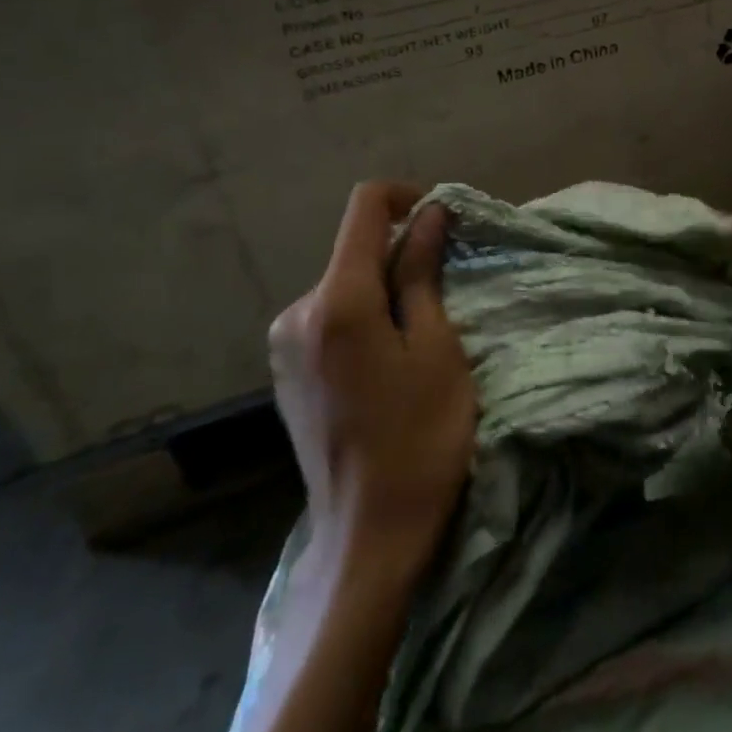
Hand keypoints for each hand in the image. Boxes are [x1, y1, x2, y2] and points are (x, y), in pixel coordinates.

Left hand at [268, 182, 475, 564]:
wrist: (369, 535)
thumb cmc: (420, 437)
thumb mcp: (437, 348)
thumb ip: (424, 273)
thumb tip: (430, 214)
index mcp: (338, 301)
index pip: (365, 208)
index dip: (407, 196)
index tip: (444, 219)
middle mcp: (297, 311)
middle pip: (355, 248)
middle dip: (402, 253)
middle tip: (447, 296)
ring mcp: (284, 343)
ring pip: (345, 283)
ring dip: (385, 288)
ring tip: (421, 338)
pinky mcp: (285, 370)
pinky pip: (329, 316)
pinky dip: (364, 315)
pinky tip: (387, 362)